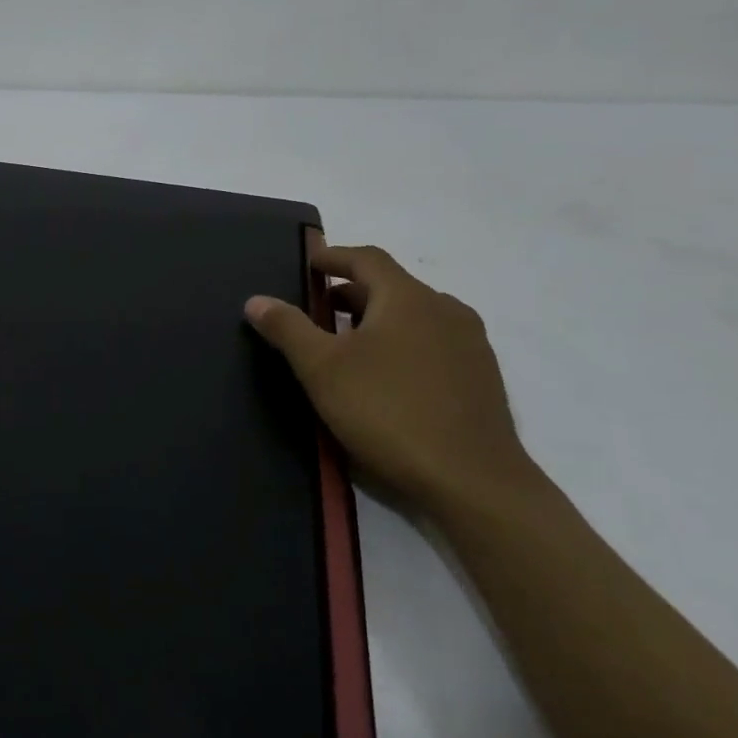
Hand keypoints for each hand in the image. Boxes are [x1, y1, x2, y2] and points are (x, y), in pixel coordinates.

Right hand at [244, 245, 534, 522]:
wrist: (472, 481)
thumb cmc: (388, 411)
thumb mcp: (322, 368)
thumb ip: (288, 328)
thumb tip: (256, 300)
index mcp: (408, 298)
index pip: (367, 259)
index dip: (333, 256)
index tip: (308, 264)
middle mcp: (445, 310)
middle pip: (391, 287)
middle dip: (350, 293)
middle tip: (315, 310)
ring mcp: (470, 346)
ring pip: (414, 318)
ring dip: (377, 321)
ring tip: (345, 346)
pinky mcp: (481, 380)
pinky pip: (433, 345)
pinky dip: (402, 346)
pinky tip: (384, 379)